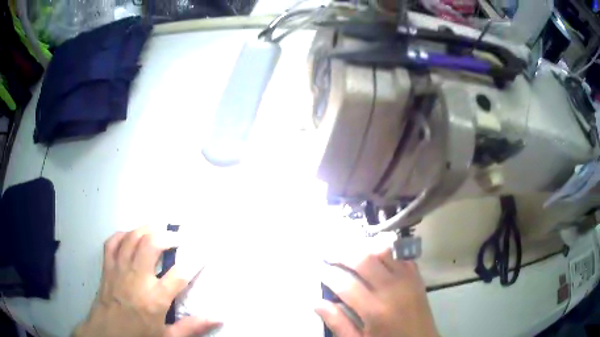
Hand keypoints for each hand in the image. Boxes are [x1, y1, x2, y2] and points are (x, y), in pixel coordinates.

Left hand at [73, 228, 220, 336]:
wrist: (107, 334)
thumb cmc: (139, 335)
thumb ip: (192, 327)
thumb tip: (218, 318)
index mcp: (155, 299)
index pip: (180, 275)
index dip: (195, 261)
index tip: (203, 253)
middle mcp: (138, 279)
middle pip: (152, 245)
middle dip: (167, 236)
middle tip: (177, 238)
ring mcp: (120, 270)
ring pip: (132, 238)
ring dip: (146, 229)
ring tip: (157, 229)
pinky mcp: (107, 267)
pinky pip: (113, 242)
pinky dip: (122, 235)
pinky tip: (130, 236)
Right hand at [317, 242, 437, 336]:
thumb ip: (338, 323)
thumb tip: (317, 303)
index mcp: (375, 310)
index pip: (345, 283)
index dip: (328, 274)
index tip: (319, 270)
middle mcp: (392, 289)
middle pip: (364, 259)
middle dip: (343, 253)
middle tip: (329, 254)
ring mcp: (407, 280)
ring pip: (384, 251)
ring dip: (364, 248)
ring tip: (349, 251)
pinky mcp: (417, 278)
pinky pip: (400, 256)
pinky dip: (385, 252)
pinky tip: (375, 257)